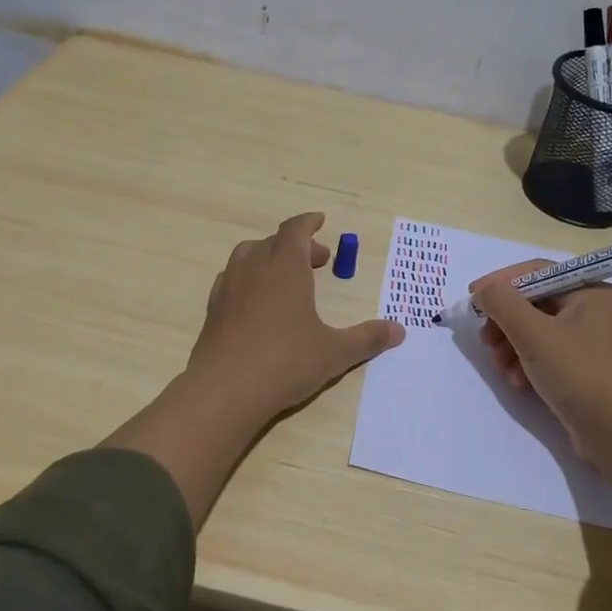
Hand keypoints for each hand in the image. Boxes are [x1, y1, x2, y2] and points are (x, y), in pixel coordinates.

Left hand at [106, 212, 402, 527]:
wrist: (224, 390)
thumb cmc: (285, 362)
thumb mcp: (334, 352)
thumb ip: (367, 338)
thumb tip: (399, 331)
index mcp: (285, 267)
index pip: (295, 230)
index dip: (308, 223)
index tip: (320, 220)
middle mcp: (254, 269)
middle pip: (273, 242)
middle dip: (296, 245)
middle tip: (318, 261)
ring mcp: (228, 288)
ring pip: (247, 256)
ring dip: (269, 257)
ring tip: (286, 277)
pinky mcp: (213, 310)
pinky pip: (231, 280)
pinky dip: (248, 279)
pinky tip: (257, 302)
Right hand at [472, 261, 611, 470]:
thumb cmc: (579, 373)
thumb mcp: (534, 333)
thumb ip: (502, 303)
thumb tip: (483, 289)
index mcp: (590, 291)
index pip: (537, 272)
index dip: (501, 282)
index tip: (473, 298)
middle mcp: (594, 311)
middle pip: (535, 303)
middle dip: (505, 321)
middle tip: (485, 340)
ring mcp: (591, 342)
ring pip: (537, 331)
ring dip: (512, 346)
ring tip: (501, 367)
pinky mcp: (586, 370)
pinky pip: (548, 354)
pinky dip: (528, 363)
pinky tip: (518, 382)